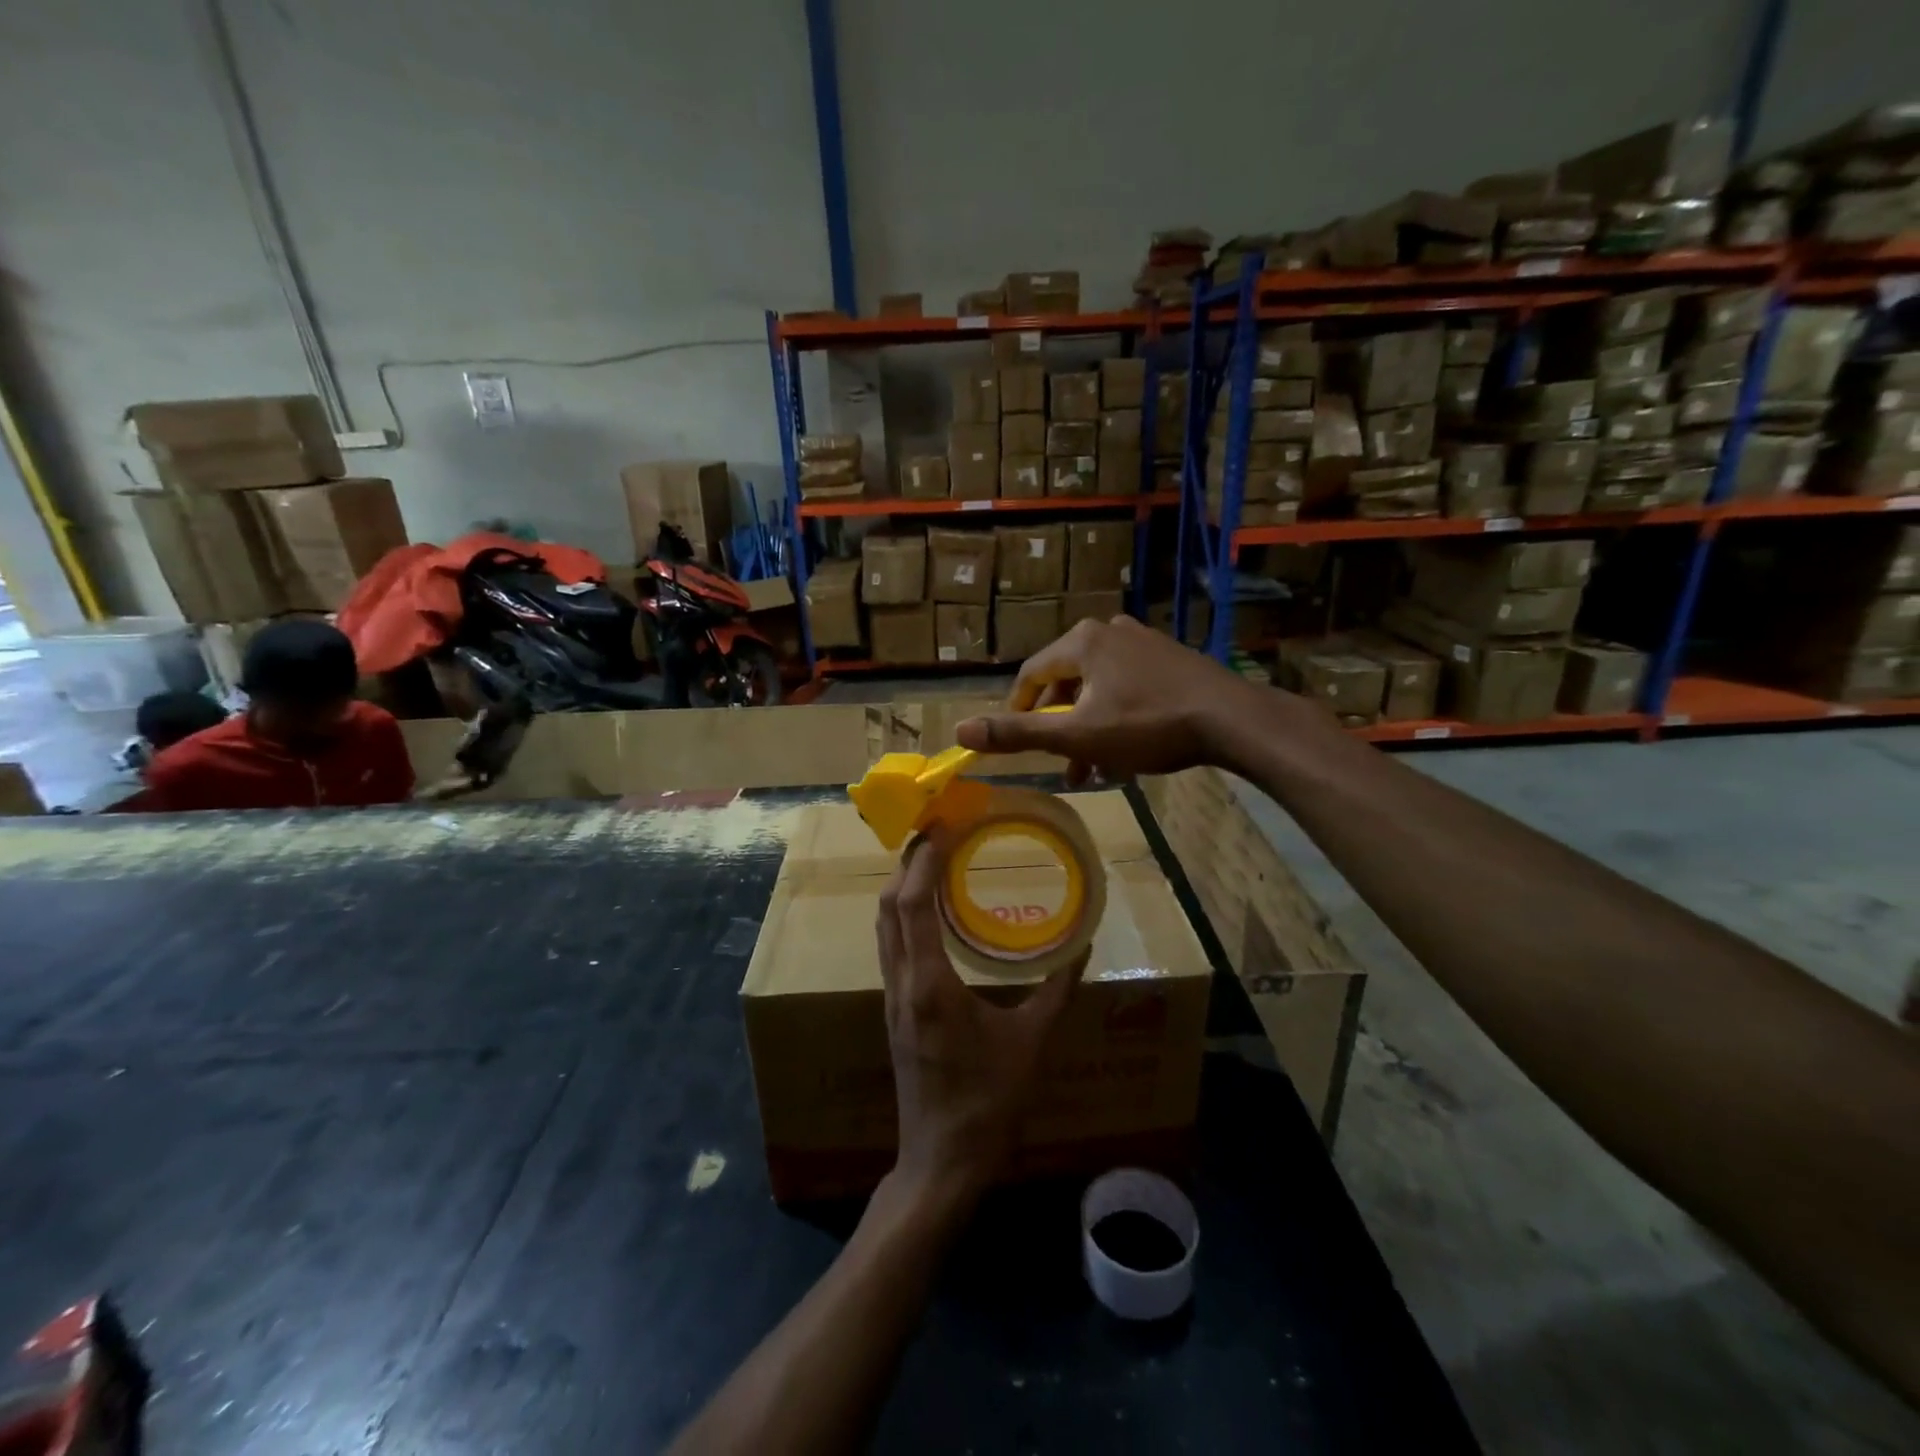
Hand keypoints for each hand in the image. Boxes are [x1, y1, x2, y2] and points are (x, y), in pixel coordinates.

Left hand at [877, 830, 1082, 1200]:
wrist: (941, 1161)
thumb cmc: (988, 1103)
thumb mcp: (1031, 1043)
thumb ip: (1057, 991)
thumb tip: (1083, 948)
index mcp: (930, 984)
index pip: (912, 903)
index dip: (923, 860)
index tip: (944, 827)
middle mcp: (902, 982)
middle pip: (888, 906)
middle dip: (908, 863)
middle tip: (938, 834)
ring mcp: (892, 997)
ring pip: (883, 926)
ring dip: (901, 888)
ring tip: (933, 863)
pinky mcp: (894, 1011)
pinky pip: (891, 946)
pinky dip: (904, 916)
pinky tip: (930, 916)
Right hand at [955, 615, 1270, 780]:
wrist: (1232, 719)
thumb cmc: (1149, 725)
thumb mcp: (1078, 735)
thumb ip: (1019, 733)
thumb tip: (960, 732)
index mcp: (1082, 642)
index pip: (1031, 674)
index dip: (1017, 710)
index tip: (1017, 741)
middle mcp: (1109, 631)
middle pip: (1066, 683)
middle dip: (1061, 729)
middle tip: (1065, 767)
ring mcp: (1144, 642)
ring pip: (1098, 689)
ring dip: (1089, 729)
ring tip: (1096, 770)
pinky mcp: (1170, 658)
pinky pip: (1127, 686)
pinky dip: (1116, 717)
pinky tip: (1128, 751)